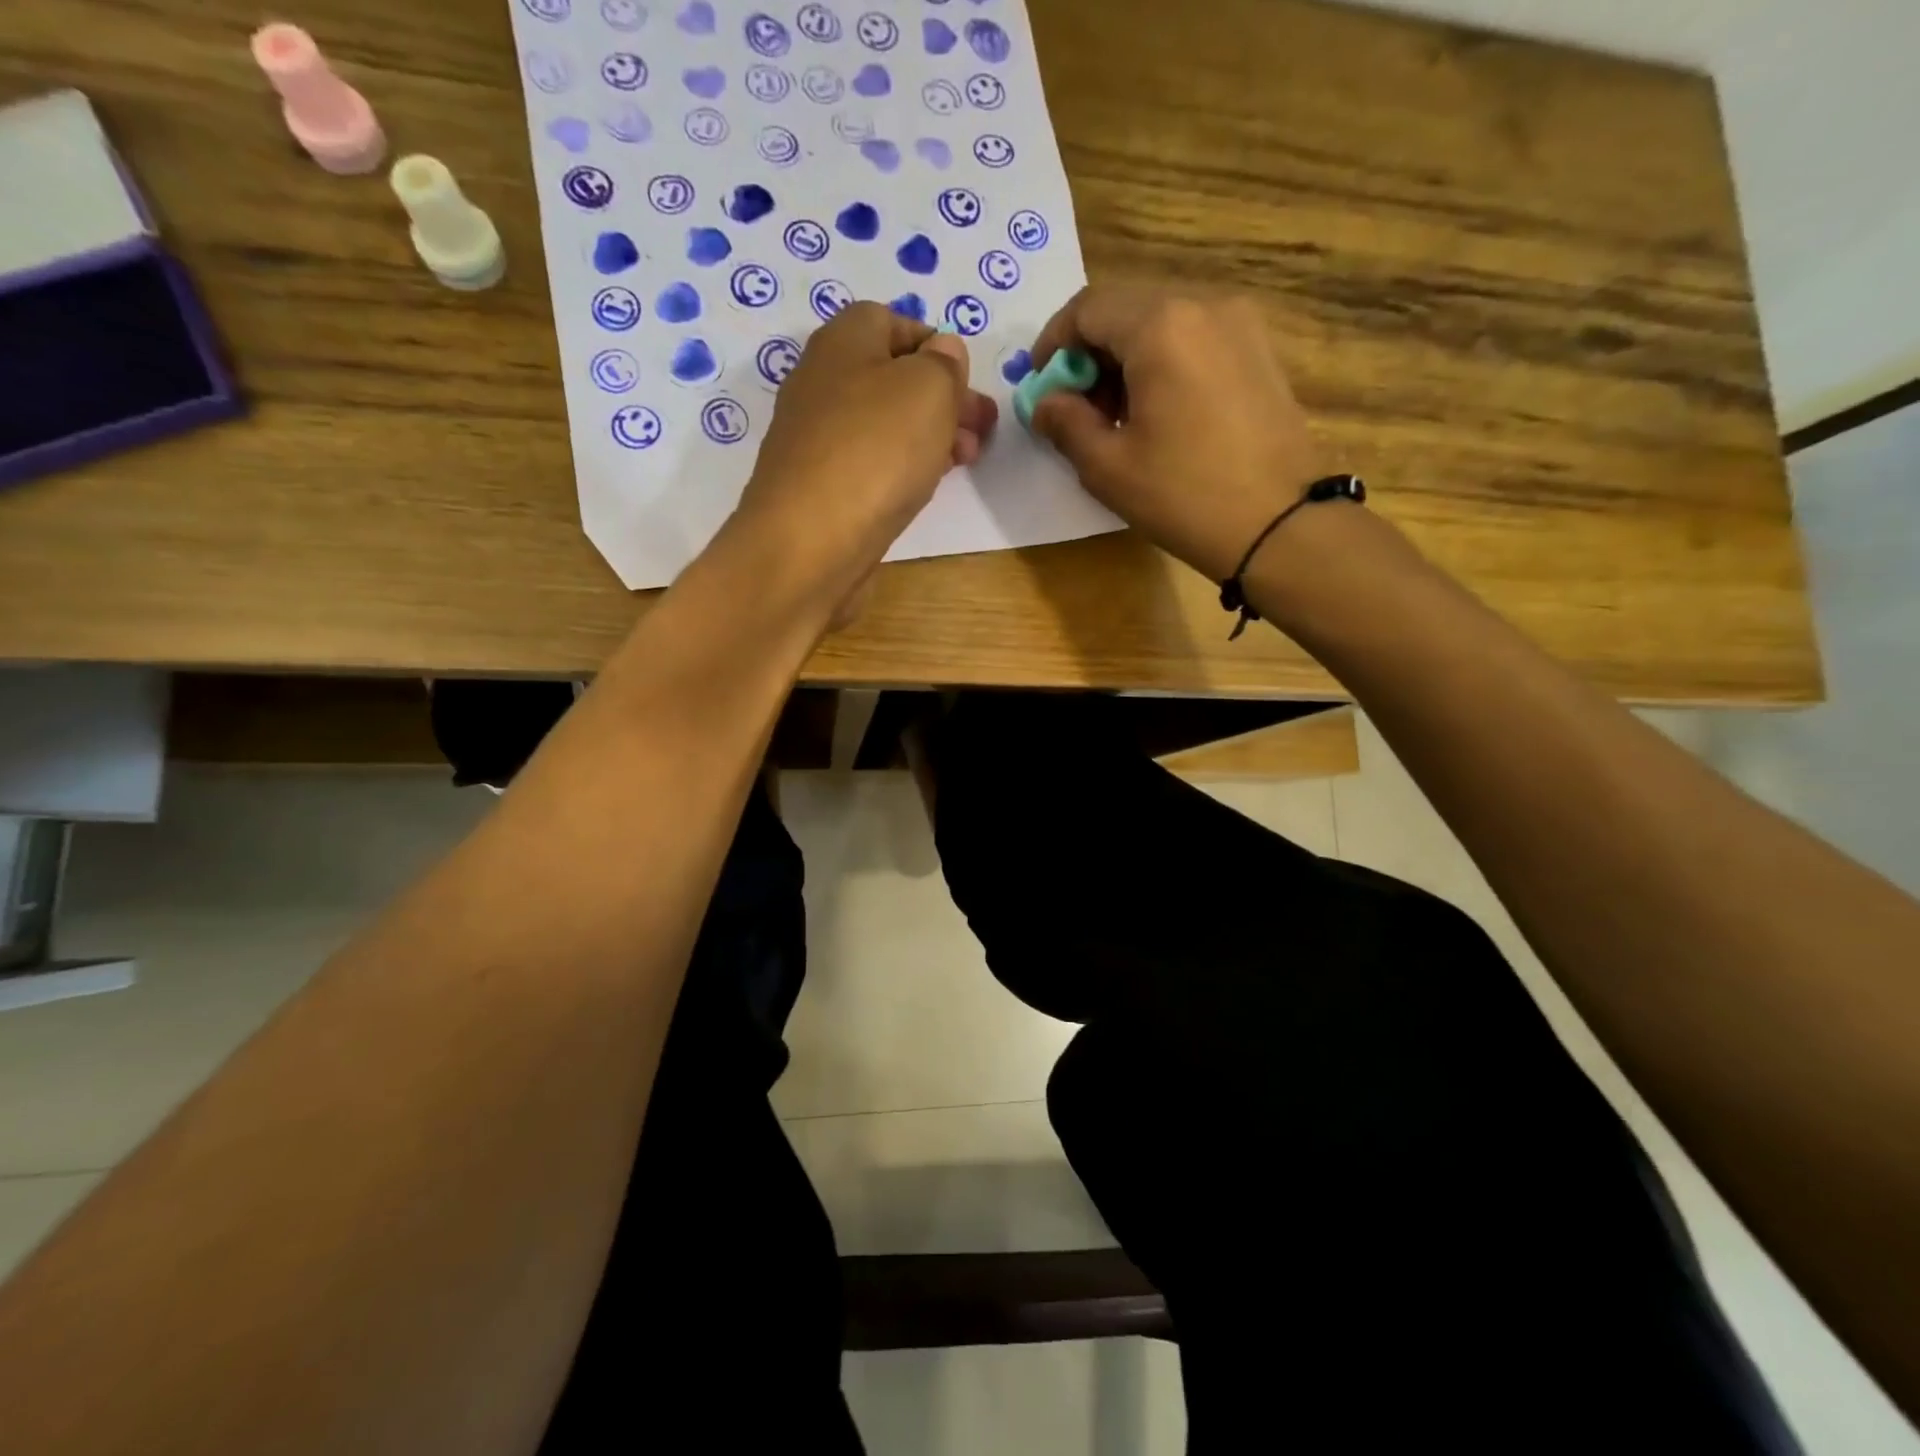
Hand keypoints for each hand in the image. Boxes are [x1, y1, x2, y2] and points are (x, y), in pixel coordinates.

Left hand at [732, 303, 997, 616]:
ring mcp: (814, 439)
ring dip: (927, 436)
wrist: (809, 542)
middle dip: (942, 399)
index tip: (968, 383)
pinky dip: (899, 468)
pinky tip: (920, 487)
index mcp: (843, 341)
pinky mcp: (817, 487)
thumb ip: (944, 363)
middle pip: (891, 377)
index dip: (937, 346)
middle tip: (981, 430)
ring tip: (964, 462)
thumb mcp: (929, 388)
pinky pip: (868, 463)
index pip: (892, 321)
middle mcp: (821, 382)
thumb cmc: (875, 452)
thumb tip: (942, 353)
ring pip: (882, 424)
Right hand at [1029, 289, 1321, 581]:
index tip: (1040, 386)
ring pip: (1163, 324)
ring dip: (1126, 361)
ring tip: (1116, 418)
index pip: (1088, 308)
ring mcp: (1240, 325)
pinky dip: (1164, 365)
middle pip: (1127, 310)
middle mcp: (1204, 306)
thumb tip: (1045, 403)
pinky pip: (1195, 340)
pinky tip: (1159, 415)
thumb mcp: (1107, 467)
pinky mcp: (1260, 351)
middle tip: (1076, 408)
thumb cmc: (1184, 495)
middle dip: (1090, 354)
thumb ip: (1065, 423)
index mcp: (1160, 326)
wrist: (1280, 524)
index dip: (1053, 344)